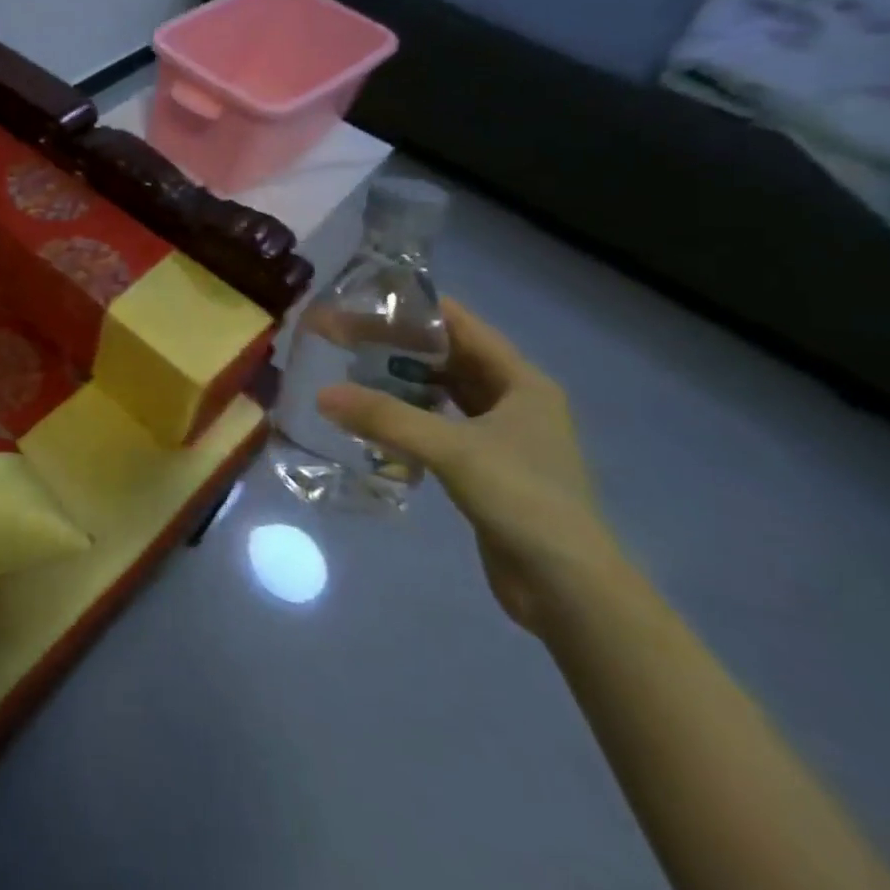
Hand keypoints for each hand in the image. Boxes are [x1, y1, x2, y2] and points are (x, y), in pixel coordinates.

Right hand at [317, 299, 621, 634]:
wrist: (568, 589)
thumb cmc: (523, 500)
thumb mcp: (452, 450)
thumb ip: (386, 417)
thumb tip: (322, 394)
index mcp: (521, 382)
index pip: (462, 326)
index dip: (415, 309)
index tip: (364, 300)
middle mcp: (514, 400)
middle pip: (449, 357)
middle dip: (399, 346)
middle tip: (344, 337)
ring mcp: (501, 436)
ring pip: (442, 393)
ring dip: (401, 382)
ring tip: (350, 371)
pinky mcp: (485, 468)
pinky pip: (439, 426)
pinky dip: (408, 418)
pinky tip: (373, 420)